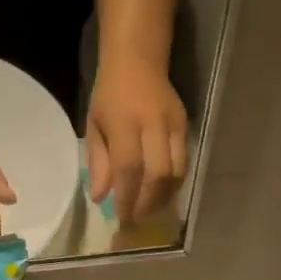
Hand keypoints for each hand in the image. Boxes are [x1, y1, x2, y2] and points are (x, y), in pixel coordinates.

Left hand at [86, 61, 187, 224]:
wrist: (138, 60)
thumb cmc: (110, 95)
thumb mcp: (94, 126)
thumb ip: (98, 162)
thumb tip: (101, 198)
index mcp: (124, 123)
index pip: (129, 168)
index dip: (127, 197)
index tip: (122, 217)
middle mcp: (152, 124)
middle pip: (158, 174)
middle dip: (148, 202)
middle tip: (138, 219)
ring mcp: (173, 125)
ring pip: (176, 171)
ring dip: (164, 197)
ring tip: (151, 210)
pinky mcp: (186, 125)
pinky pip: (184, 162)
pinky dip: (174, 183)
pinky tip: (162, 193)